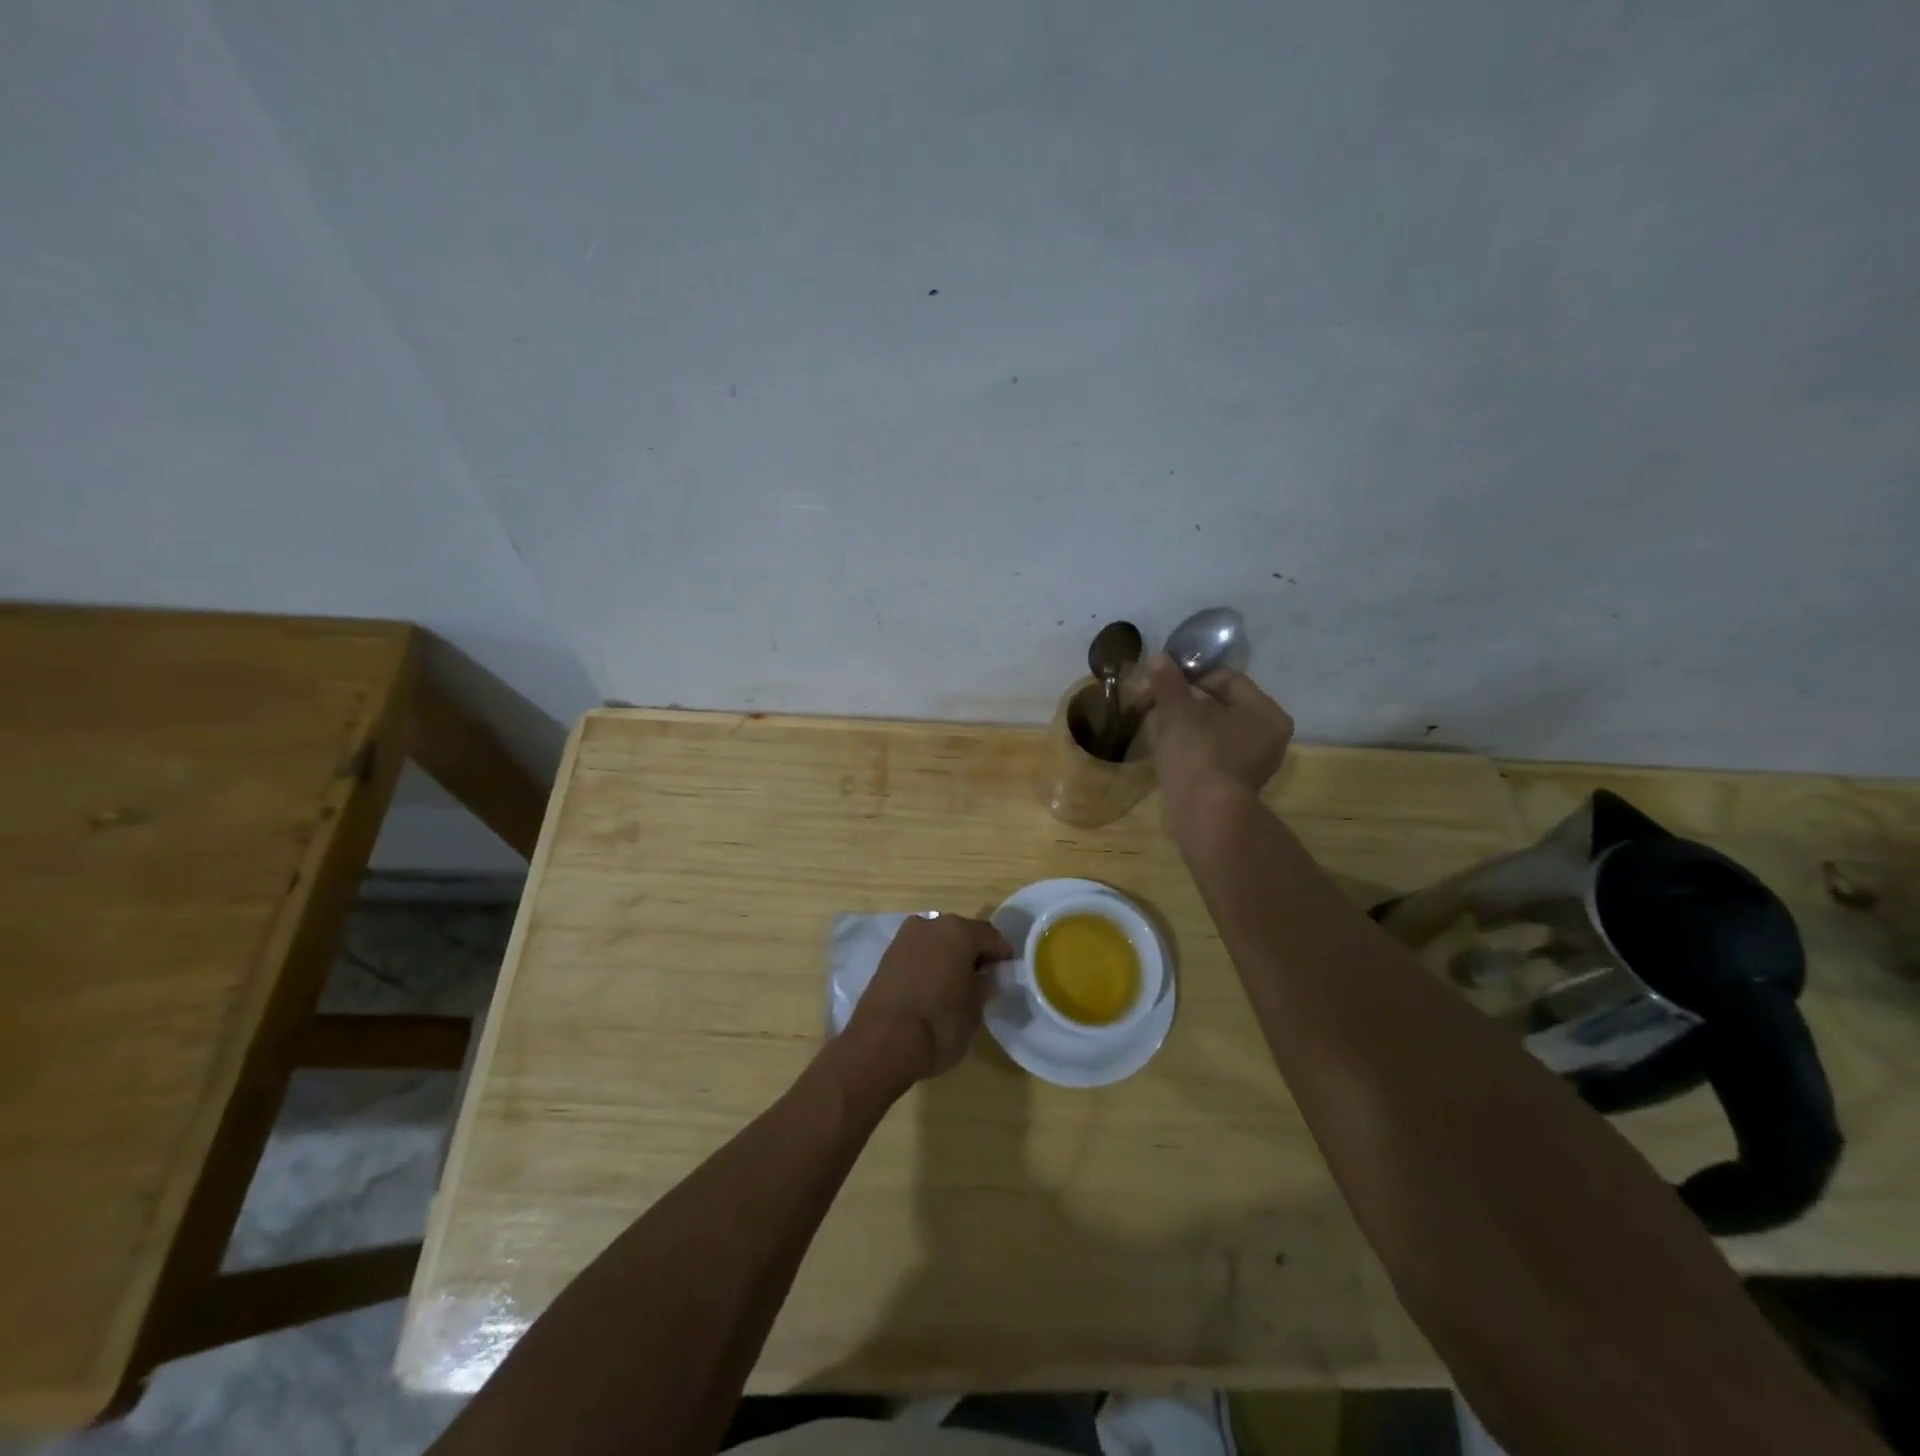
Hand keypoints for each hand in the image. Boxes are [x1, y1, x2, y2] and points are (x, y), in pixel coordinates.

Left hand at [840, 913, 1013, 1092]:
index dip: (1002, 953)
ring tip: (957, 983)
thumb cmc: (939, 1024)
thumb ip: (984, 985)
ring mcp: (904, 938)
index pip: (990, 936)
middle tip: (984, 976)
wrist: (882, 1043)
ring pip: (937, 941)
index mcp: (958, 931)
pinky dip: (929, 964)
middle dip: (973, 952)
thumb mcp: (975, 1008)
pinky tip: (933, 986)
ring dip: (949, 956)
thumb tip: (983, 976)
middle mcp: (930, 924)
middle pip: (961, 933)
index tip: (1008, 969)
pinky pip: (918, 953)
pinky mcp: (887, 956)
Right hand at [1144, 652, 1293, 815]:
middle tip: (1161, 701)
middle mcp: (1269, 735)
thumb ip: (1169, 684)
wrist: (1205, 816)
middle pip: (1224, 705)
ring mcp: (1255, 763)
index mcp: (1265, 712)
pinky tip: (1172, 749)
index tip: (1165, 679)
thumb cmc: (1198, 755)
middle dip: (1191, 701)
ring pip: (1218, 730)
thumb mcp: (1179, 713)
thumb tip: (1158, 657)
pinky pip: (1215, 753)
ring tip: (1162, 725)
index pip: (1227, 679)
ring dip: (1191, 725)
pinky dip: (1195, 747)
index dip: (1193, 674)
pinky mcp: (1237, 784)